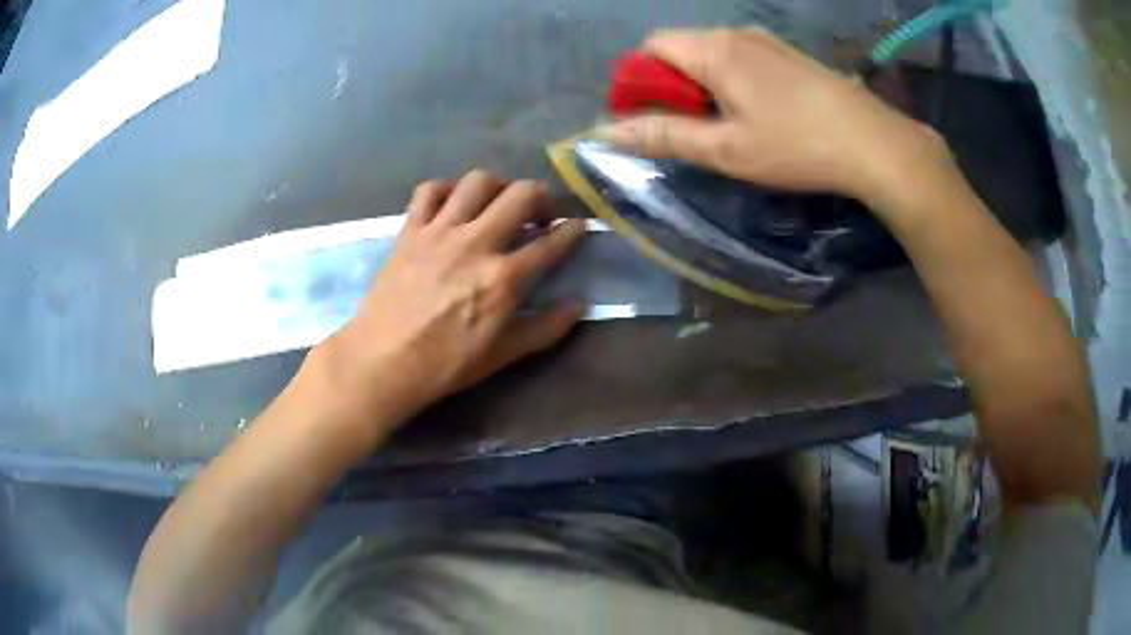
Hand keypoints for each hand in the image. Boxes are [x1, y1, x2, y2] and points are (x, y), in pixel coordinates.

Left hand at [314, 171, 585, 427]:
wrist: (383, 360)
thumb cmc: (445, 363)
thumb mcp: (502, 354)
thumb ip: (545, 328)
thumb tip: (578, 306)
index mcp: (504, 278)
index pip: (551, 242)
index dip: (572, 231)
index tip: (578, 226)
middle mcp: (476, 243)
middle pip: (521, 194)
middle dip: (541, 197)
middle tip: (538, 214)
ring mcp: (440, 231)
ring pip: (478, 182)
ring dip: (497, 187)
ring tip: (496, 204)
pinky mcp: (411, 230)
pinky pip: (429, 190)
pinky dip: (445, 190)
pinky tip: (451, 205)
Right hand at [599, 28, 948, 203]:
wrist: (874, 144)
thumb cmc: (796, 147)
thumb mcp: (725, 150)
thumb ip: (664, 136)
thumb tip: (604, 133)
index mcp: (713, 50)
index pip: (652, 47)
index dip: (640, 79)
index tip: (651, 118)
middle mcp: (736, 34)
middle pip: (680, 47)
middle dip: (671, 84)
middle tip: (690, 129)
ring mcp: (767, 41)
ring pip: (712, 53)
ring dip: (702, 84)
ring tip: (725, 126)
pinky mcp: (789, 55)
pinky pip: (741, 57)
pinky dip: (731, 80)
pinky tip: (757, 113)